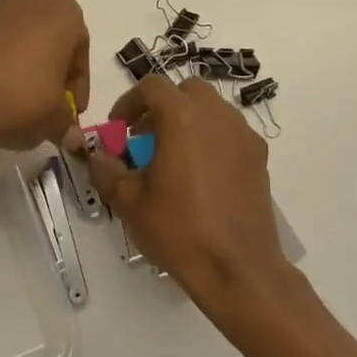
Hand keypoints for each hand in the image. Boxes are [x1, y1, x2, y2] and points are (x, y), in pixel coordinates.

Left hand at [0, 0, 90, 151]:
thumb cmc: (20, 100)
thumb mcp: (55, 119)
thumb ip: (67, 122)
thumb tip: (71, 136)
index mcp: (62, 13)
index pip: (80, 48)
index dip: (78, 83)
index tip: (71, 109)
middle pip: (48, 35)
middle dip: (51, 65)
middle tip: (49, 100)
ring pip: (18, 35)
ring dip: (22, 59)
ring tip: (18, 95)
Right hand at [86, 75, 290, 312]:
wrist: (238, 269)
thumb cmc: (179, 230)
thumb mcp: (129, 202)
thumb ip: (107, 170)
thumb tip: (97, 155)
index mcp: (183, 118)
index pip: (152, 87)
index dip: (129, 103)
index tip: (118, 129)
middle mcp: (218, 116)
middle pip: (186, 91)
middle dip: (161, 107)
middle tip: (144, 139)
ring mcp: (243, 136)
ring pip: (211, 110)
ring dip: (187, 121)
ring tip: (171, 159)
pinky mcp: (259, 159)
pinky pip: (229, 133)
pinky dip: (210, 140)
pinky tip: (199, 177)